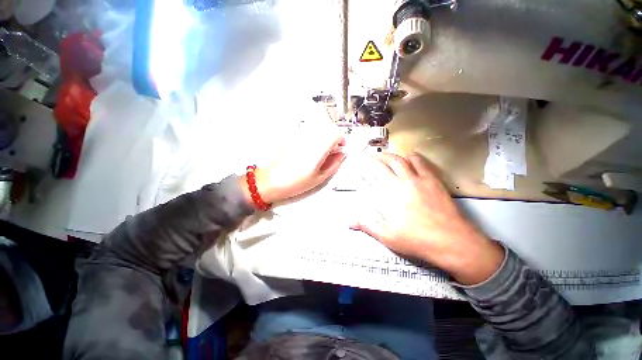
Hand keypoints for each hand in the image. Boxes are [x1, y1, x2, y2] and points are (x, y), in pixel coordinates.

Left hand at [240, 109, 345, 205]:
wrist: (270, 181)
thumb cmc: (294, 183)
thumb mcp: (319, 178)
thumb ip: (334, 164)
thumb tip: (342, 154)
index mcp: (317, 149)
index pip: (336, 133)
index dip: (342, 139)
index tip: (341, 147)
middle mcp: (309, 138)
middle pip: (327, 128)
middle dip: (333, 137)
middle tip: (331, 150)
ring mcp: (299, 136)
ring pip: (317, 128)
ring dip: (323, 136)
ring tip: (320, 151)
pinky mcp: (291, 137)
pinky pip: (307, 131)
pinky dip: (313, 137)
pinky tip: (308, 149)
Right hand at [351, 152, 504, 284]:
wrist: (452, 241)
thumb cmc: (418, 239)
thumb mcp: (388, 237)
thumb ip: (368, 226)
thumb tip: (350, 222)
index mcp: (392, 194)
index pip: (377, 174)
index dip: (368, 167)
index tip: (362, 163)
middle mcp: (404, 183)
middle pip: (389, 163)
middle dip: (379, 157)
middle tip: (372, 156)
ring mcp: (420, 180)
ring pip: (403, 160)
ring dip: (393, 155)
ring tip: (387, 154)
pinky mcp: (433, 181)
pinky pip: (422, 163)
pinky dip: (413, 157)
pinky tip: (410, 156)